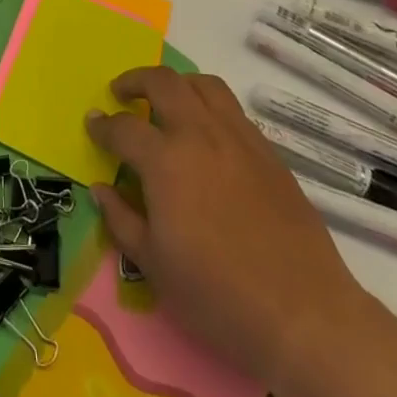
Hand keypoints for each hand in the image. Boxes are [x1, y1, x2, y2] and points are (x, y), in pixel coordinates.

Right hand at [86, 68, 375, 389]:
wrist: (304, 315)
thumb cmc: (218, 297)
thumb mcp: (155, 267)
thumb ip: (122, 220)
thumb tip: (101, 188)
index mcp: (166, 162)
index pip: (124, 128)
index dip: (103, 125)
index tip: (92, 123)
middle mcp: (201, 135)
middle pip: (164, 83)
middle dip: (136, 80)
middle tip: (122, 92)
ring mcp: (240, 139)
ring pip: (204, 85)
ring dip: (177, 84)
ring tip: (166, 101)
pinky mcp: (269, 153)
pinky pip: (232, 111)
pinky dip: (209, 107)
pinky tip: (206, 136)